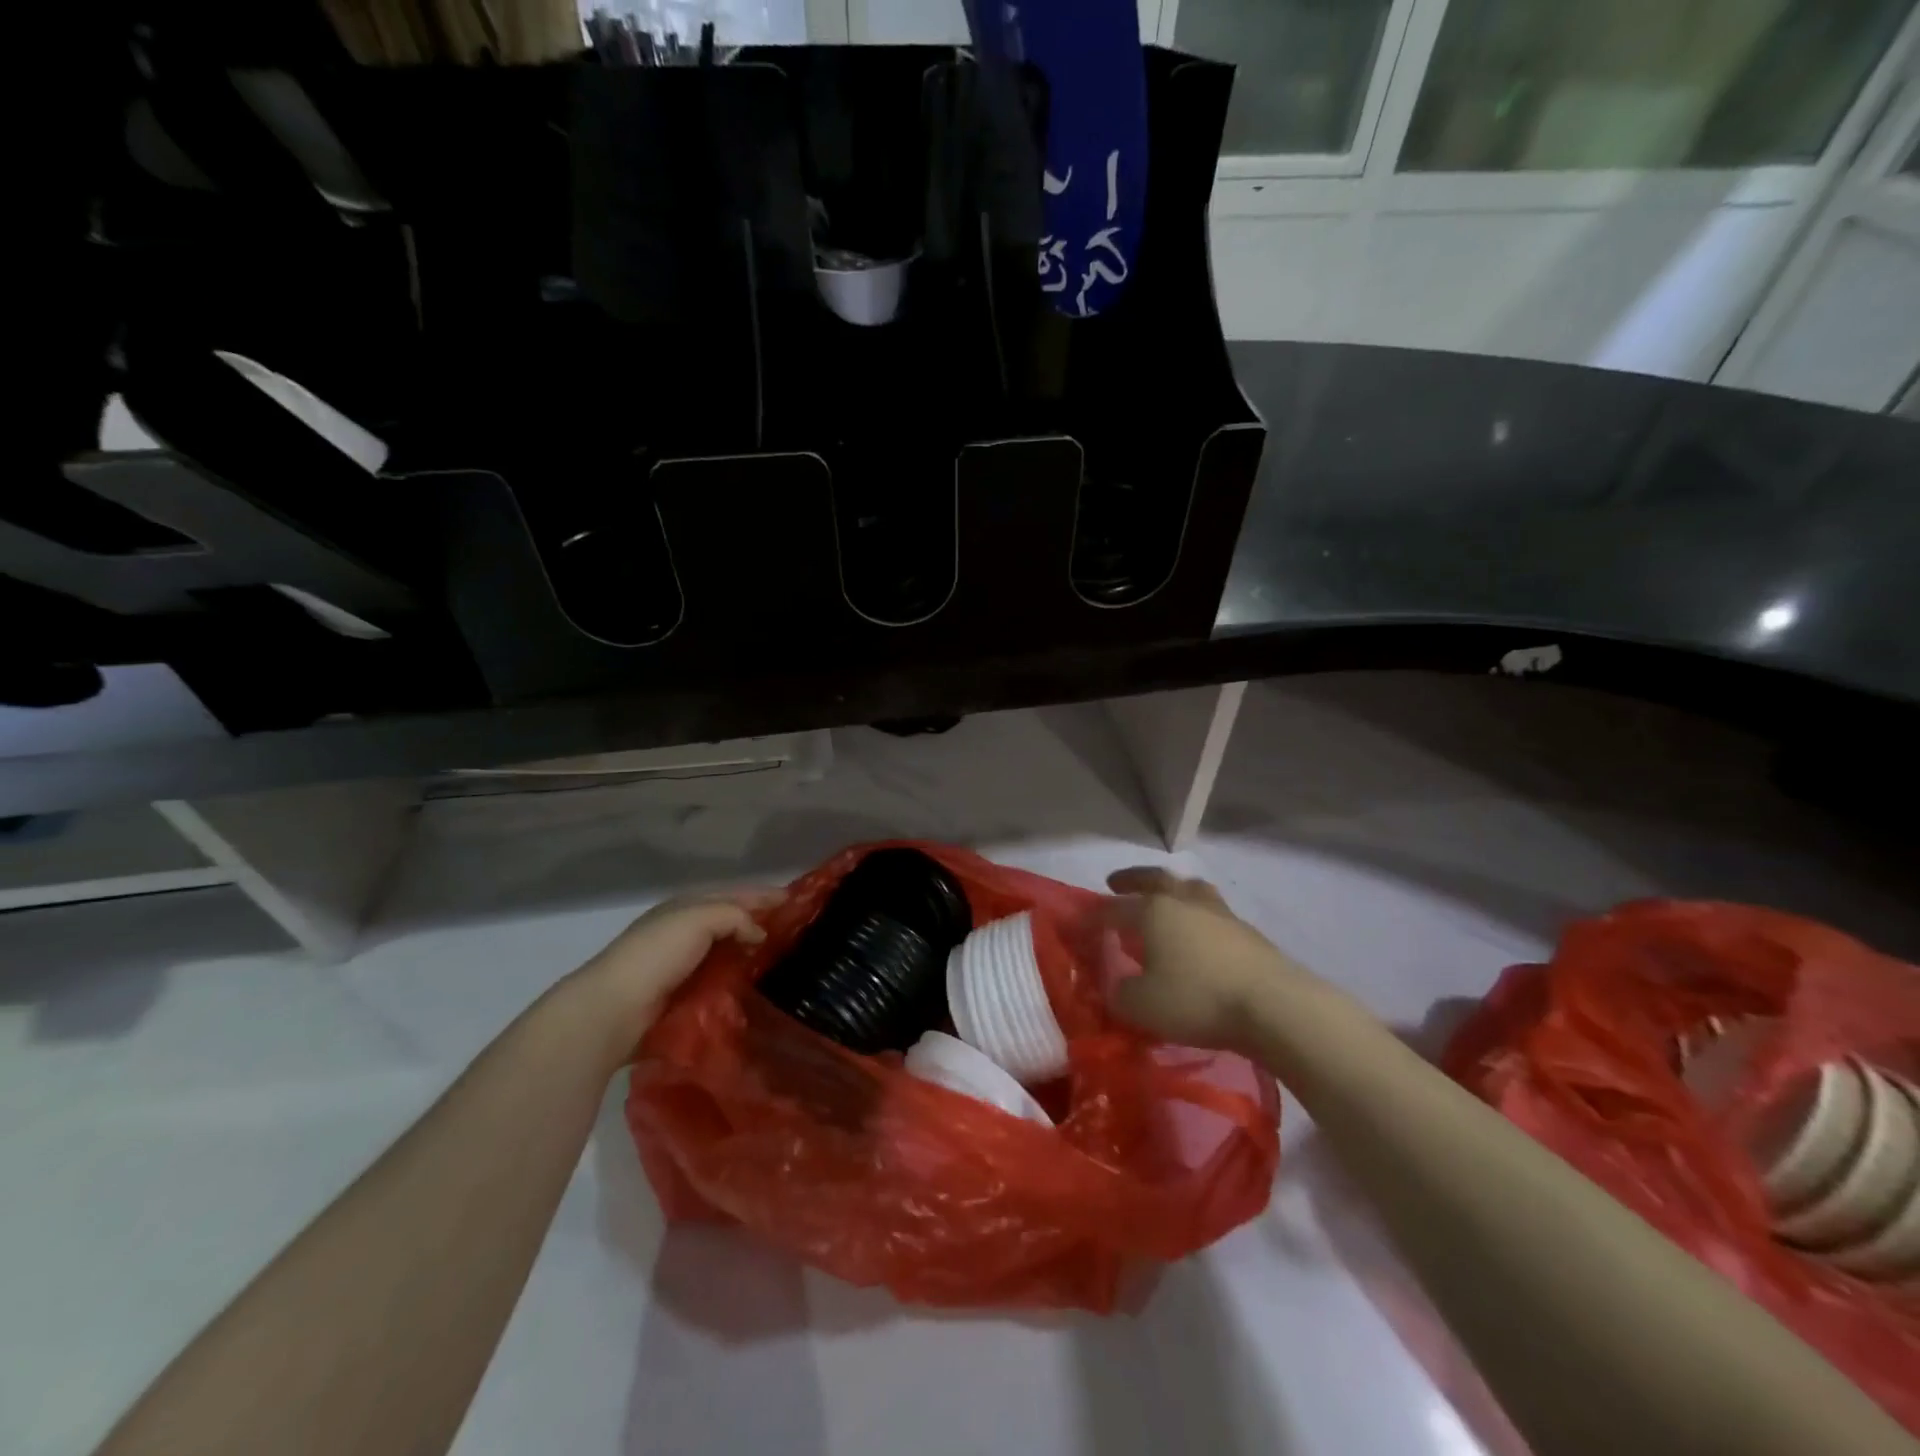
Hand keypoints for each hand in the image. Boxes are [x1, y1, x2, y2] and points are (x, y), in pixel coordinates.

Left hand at [566, 888, 781, 1044]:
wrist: (613, 1009)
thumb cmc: (656, 954)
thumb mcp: (699, 919)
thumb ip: (735, 917)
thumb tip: (759, 934)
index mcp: (686, 906)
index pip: (734, 894)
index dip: (764, 896)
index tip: (797, 902)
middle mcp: (684, 930)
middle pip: (732, 922)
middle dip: (761, 925)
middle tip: (797, 934)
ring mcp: (682, 965)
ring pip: (727, 952)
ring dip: (751, 955)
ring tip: (785, 963)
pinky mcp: (682, 995)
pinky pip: (720, 981)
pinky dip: (738, 980)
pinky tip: (757, 988)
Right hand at [1104, 867, 1323, 1052]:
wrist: (1274, 1006)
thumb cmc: (1197, 999)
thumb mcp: (1141, 1006)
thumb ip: (1119, 993)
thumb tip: (1116, 984)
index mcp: (1153, 911)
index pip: (1113, 909)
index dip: (1094, 916)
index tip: (1079, 923)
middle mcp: (1184, 902)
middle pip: (1154, 880)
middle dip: (1133, 879)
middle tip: (1116, 882)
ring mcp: (1220, 914)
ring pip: (1190, 890)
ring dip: (1172, 891)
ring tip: (1165, 900)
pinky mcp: (1247, 933)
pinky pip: (1212, 914)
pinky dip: (1196, 917)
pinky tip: (1197, 935)